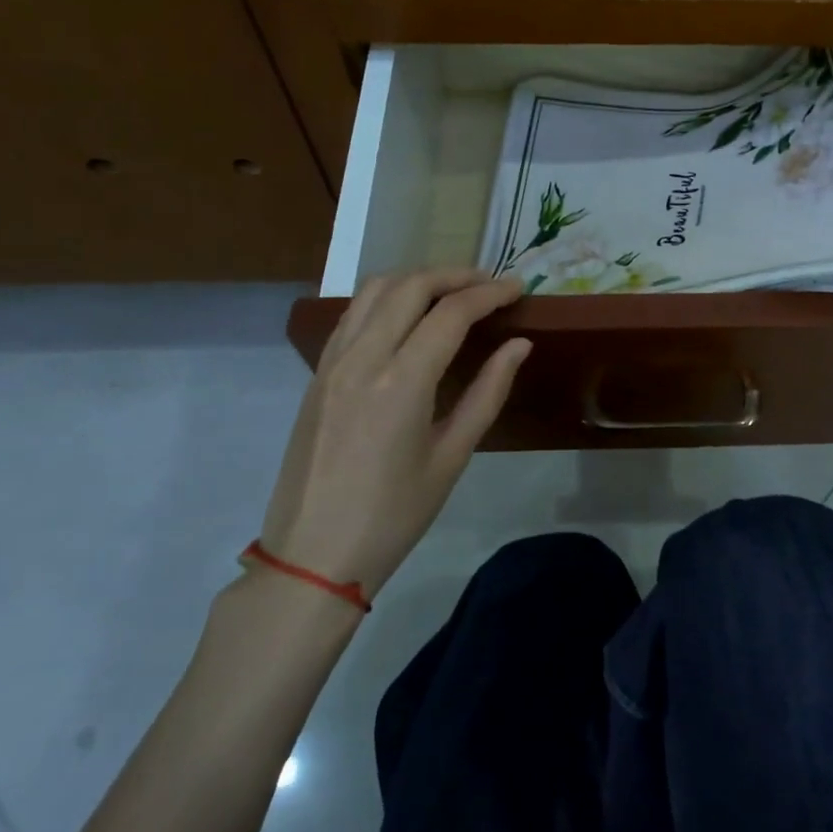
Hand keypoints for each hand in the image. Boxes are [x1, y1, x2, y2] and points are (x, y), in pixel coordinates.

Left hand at [259, 270, 529, 601]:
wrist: (313, 556)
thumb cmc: (394, 515)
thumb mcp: (452, 456)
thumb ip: (488, 392)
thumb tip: (519, 345)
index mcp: (401, 382)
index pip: (451, 313)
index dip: (489, 293)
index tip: (518, 288)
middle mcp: (363, 358)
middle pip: (411, 285)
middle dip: (456, 275)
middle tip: (490, 285)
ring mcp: (333, 361)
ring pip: (376, 289)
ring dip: (419, 279)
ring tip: (453, 292)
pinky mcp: (318, 372)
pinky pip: (353, 313)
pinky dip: (387, 298)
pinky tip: (408, 316)